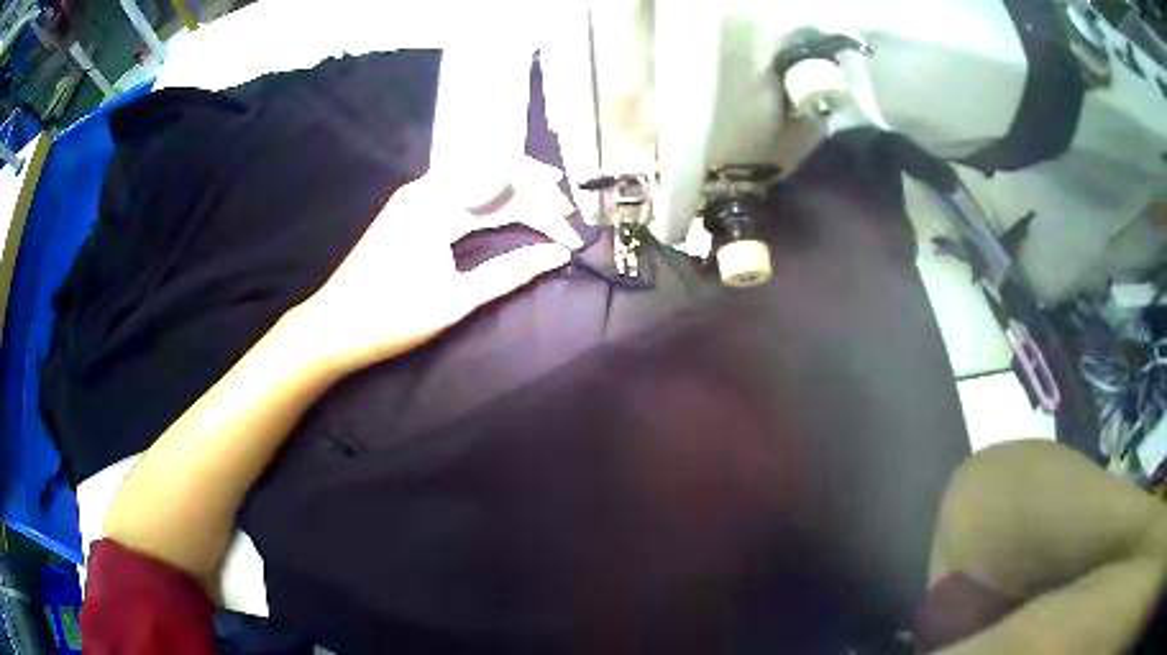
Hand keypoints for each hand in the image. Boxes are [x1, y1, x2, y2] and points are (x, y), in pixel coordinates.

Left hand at [299, 161, 577, 371]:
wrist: (334, 326)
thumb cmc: (392, 318)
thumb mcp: (455, 300)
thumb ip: (509, 272)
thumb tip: (556, 255)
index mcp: (437, 207)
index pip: (507, 193)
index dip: (545, 212)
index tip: (571, 236)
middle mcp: (426, 188)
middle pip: (493, 169)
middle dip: (535, 185)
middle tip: (566, 208)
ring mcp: (414, 193)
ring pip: (476, 173)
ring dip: (513, 183)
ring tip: (547, 198)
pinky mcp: (408, 204)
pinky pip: (459, 184)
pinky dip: (489, 191)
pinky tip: (506, 202)